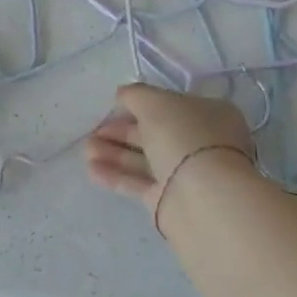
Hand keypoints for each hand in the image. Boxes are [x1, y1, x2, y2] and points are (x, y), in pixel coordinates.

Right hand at [87, 83, 256, 213]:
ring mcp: (186, 174)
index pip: (171, 107)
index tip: (114, 106)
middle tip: (93, 131)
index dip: (141, 105)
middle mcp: (200, 144)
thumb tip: (123, 95)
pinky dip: (116, 175)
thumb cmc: (183, 137)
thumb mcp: (154, 102)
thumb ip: (135, 95)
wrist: (202, 197)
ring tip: (87, 149)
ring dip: (114, 152)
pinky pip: (139, 183)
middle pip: (154, 134)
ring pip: (144, 160)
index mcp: (209, 116)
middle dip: (121, 131)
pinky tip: (92, 169)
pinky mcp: (169, 201)